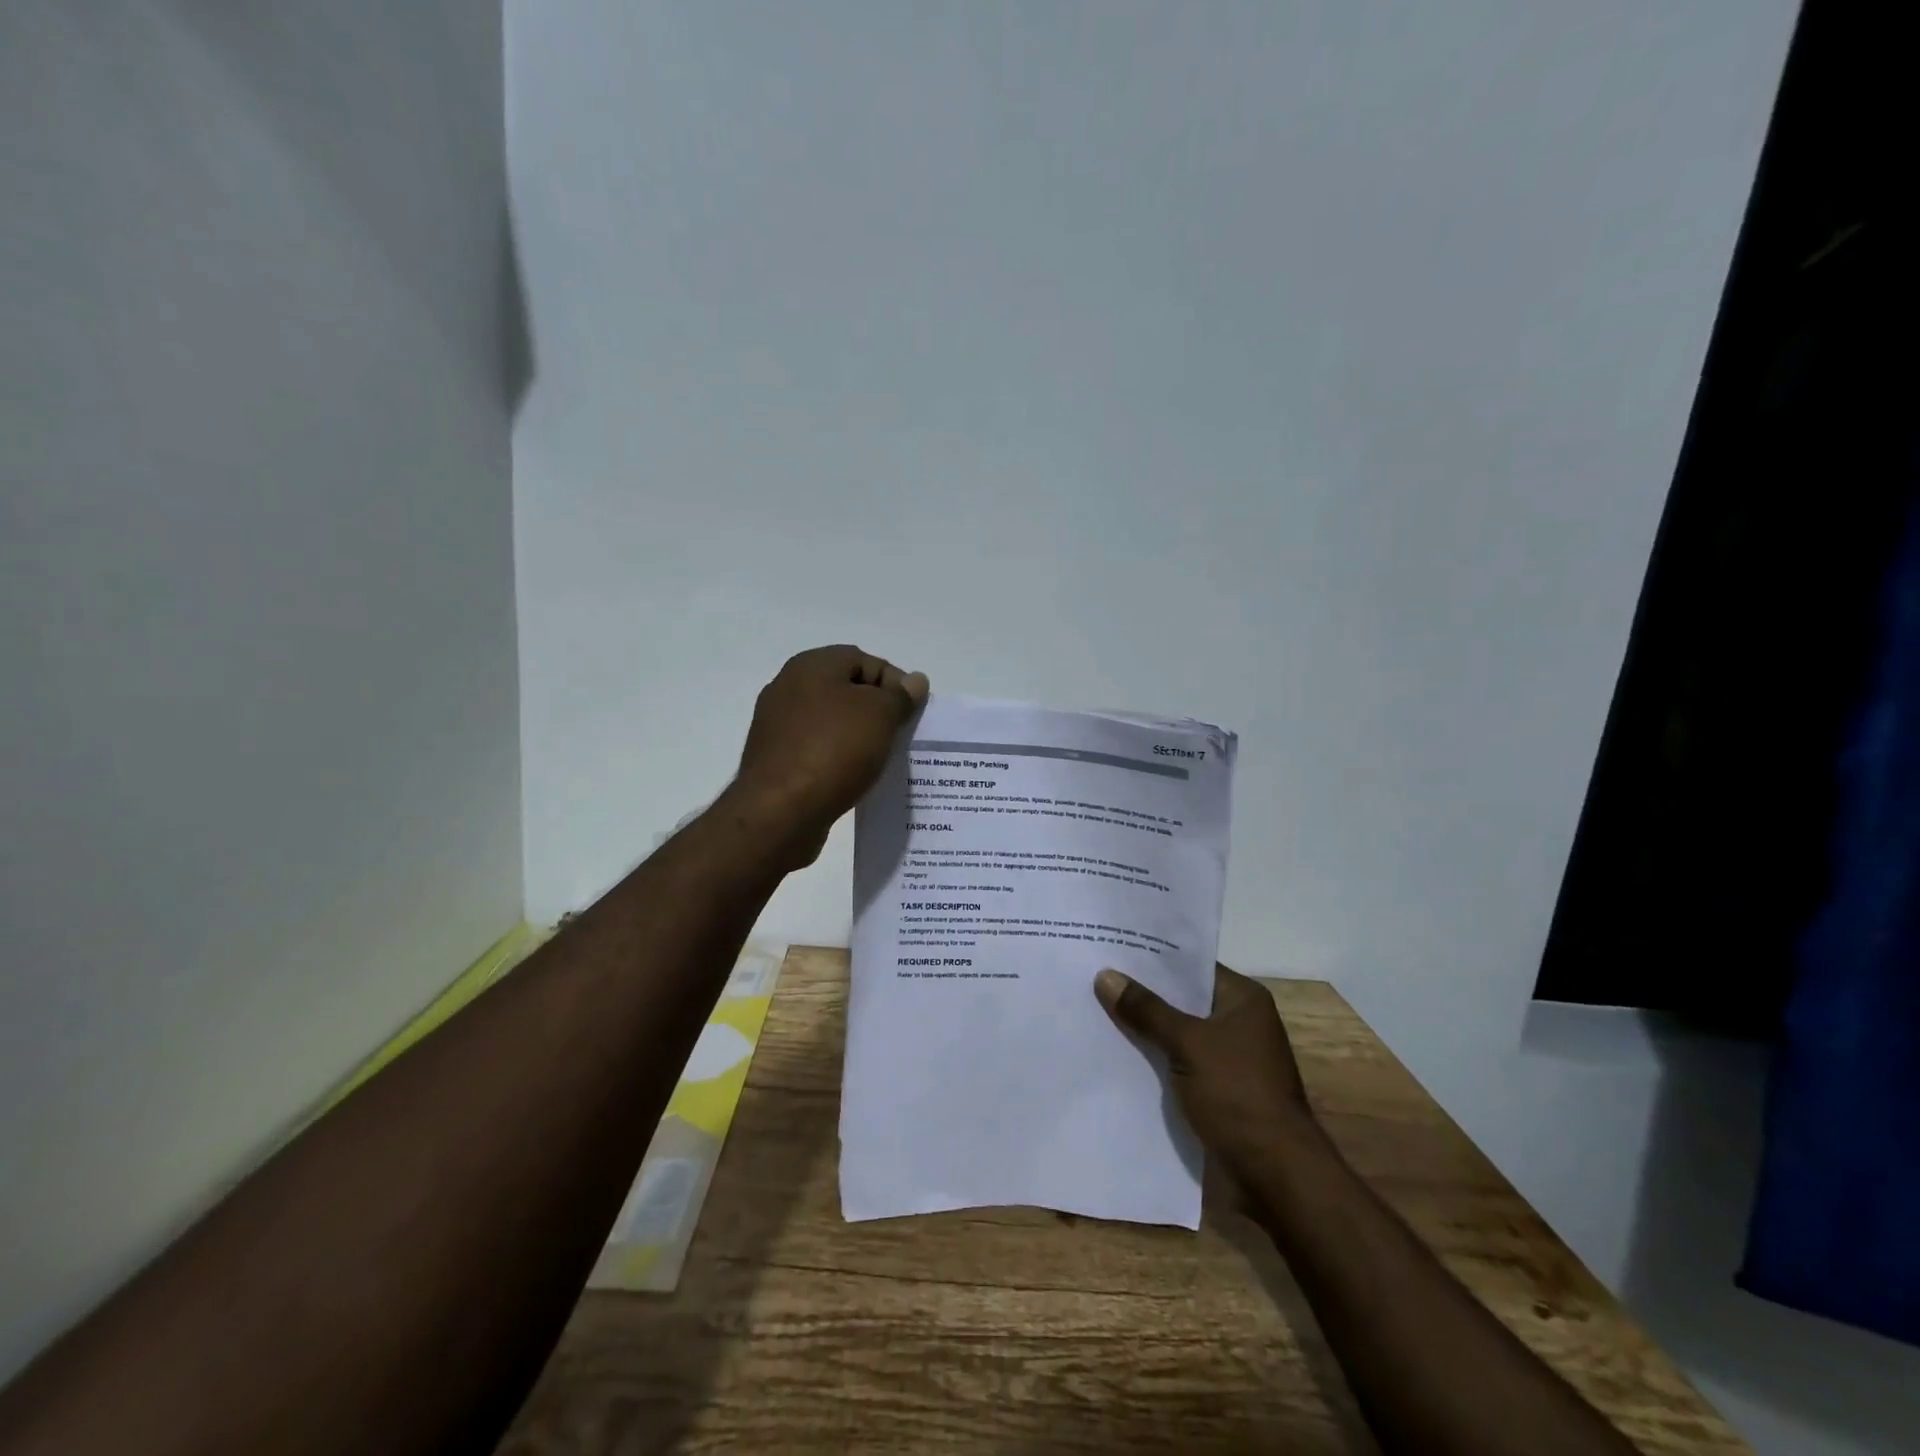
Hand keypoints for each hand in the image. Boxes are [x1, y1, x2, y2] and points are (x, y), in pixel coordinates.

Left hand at [729, 645, 927, 867]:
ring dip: (858, 736)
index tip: (912, 711)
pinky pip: (816, 749)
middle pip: (845, 689)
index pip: (863, 660)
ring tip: (882, 759)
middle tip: (901, 734)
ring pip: (831, 721)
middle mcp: (788, 687)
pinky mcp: (775, 759)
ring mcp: (777, 725)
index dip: (894, 681)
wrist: (779, 811)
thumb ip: (900, 695)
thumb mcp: (880, 716)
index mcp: (811, 666)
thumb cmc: (834, 750)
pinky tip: (854, 777)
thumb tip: (915, 681)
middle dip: (877, 709)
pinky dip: (838, 758)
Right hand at [1095, 964, 1312, 1179]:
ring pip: (1176, 1033)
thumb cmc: (1238, 1095)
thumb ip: (1147, 1010)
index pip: (1191, 966)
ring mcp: (1228, 1059)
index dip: (1153, 958)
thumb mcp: (1188, 1044)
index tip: (1112, 946)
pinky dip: (1153, 1059)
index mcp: (1243, 1000)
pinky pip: (1177, 1063)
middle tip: (1093, 976)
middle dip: (1142, 993)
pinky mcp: (1217, 1090)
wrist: (1276, 1176)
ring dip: (1144, 1029)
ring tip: (1094, 1010)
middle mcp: (1238, 1023)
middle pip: (1181, 1000)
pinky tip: (1115, 1053)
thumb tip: (1105, 975)